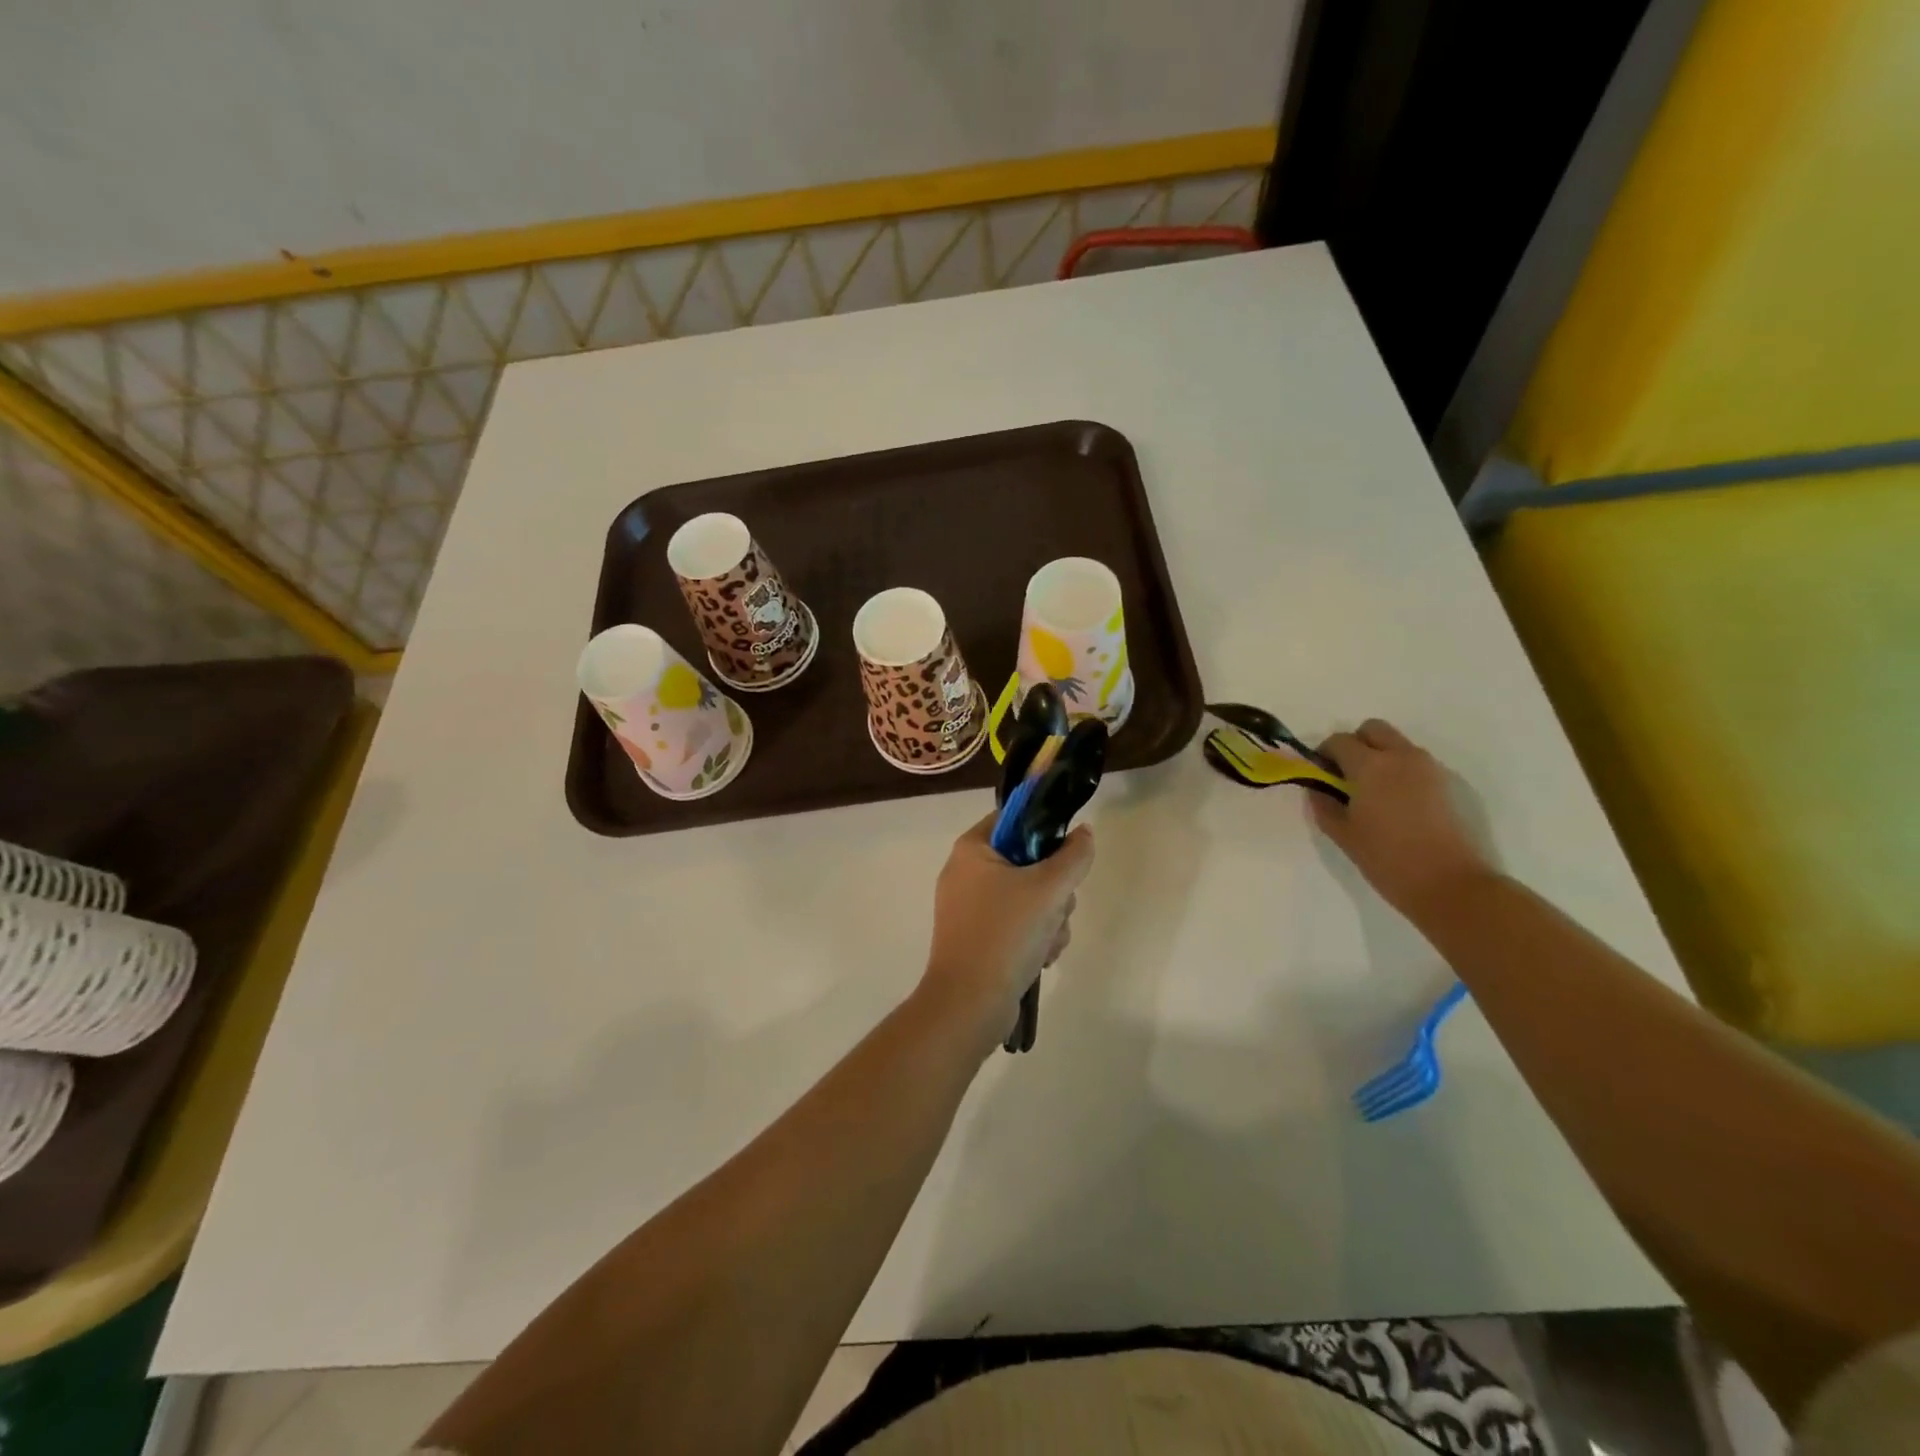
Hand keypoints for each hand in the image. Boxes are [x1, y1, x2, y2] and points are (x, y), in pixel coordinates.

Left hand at [920, 813, 1094, 1043]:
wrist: (969, 1004)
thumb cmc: (1005, 934)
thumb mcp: (1048, 888)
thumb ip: (1074, 855)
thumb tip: (1083, 833)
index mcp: (972, 849)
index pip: (1014, 818)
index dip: (1045, 830)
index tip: (1067, 854)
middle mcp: (966, 872)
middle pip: (1028, 862)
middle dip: (1054, 890)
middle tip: (1056, 908)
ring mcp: (970, 908)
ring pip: (1030, 897)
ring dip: (1050, 919)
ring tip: (1048, 941)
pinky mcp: (979, 938)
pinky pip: (1017, 924)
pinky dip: (1035, 938)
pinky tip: (1041, 957)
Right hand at [1311, 719, 1492, 919]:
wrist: (1450, 884)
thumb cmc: (1387, 859)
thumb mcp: (1343, 835)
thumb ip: (1324, 805)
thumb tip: (1317, 789)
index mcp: (1370, 766)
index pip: (1339, 741)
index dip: (1324, 754)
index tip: (1320, 775)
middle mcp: (1401, 757)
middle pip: (1373, 729)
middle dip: (1355, 744)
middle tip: (1345, 775)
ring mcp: (1429, 768)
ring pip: (1397, 744)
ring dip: (1379, 756)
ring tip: (1371, 792)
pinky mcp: (1447, 783)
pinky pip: (1415, 763)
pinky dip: (1400, 771)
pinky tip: (1395, 804)